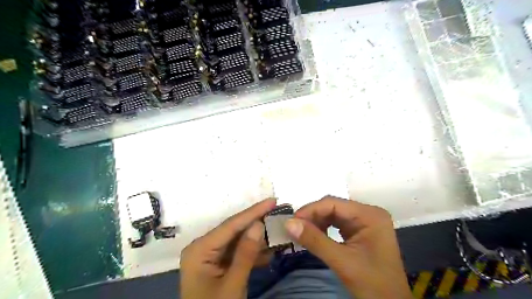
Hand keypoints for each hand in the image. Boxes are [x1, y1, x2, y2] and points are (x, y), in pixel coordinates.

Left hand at [180, 198, 276, 298]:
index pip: (231, 225)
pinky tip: (269, 251)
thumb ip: (245, 254)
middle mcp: (203, 247)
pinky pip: (237, 253)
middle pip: (234, 230)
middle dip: (257, 222)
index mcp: (200, 249)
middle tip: (277, 211)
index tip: (272, 200)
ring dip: (258, 238)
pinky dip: (253, 253)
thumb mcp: (232, 286)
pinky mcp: (218, 264)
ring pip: (238, 241)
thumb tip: (258, 224)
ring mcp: (210, 256)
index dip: (253, 212)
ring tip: (277, 229)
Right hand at [287, 196, 409, 298]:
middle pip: (333, 207)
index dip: (311, 210)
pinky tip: (314, 236)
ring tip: (302, 233)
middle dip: (313, 217)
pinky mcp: (360, 230)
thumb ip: (315, 240)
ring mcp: (365, 221)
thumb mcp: (342, 261)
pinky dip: (323, 229)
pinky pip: (337, 224)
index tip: (291, 221)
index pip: (333, 203)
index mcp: (369, 215)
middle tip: (294, 228)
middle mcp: (368, 213)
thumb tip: (288, 223)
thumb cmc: (373, 285)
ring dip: (316, 223)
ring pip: (333, 215)